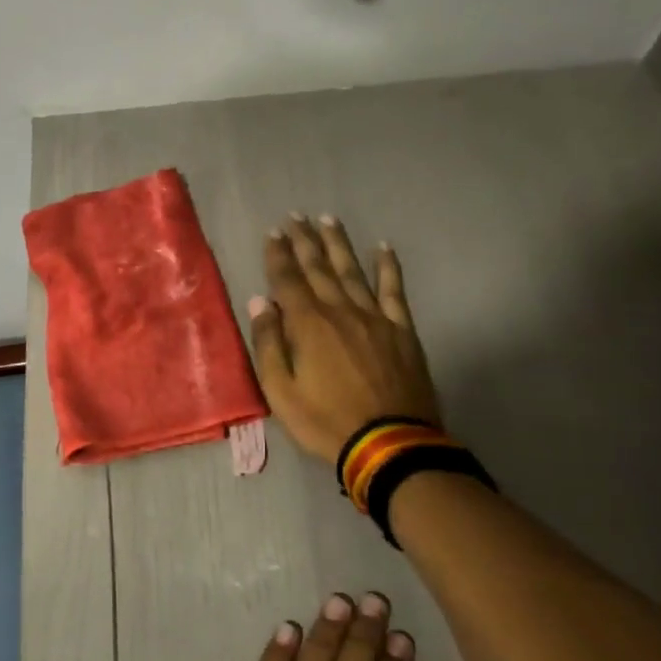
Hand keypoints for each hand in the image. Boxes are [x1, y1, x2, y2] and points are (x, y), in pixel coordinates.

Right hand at [248, 214, 439, 465]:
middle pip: (318, 268)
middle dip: (304, 241)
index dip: (278, 255)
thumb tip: (260, 302)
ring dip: (338, 244)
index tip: (272, 232)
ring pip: (352, 271)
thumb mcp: (281, 391)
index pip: (288, 280)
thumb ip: (269, 344)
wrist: (390, 443)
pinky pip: (393, 291)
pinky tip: (383, 248)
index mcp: (308, 325)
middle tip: (295, 217)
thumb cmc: (326, 421)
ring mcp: (374, 318)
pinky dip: (388, 267)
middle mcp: (340, 311)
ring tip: (327, 219)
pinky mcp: (401, 330)